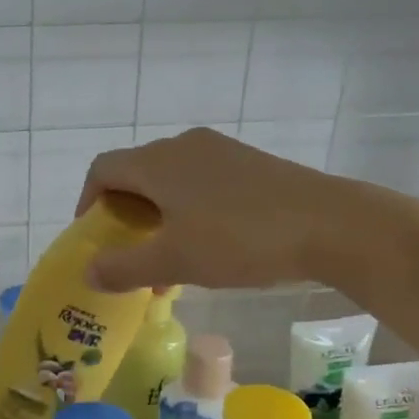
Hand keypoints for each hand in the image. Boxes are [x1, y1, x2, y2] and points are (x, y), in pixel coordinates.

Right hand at [75, 127, 408, 292]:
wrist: (331, 224)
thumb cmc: (239, 239)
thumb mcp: (174, 261)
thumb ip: (124, 268)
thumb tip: (88, 273)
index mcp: (157, 162)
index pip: (102, 170)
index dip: (88, 203)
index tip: (94, 239)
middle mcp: (183, 146)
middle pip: (135, 174)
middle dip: (125, 216)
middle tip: (129, 255)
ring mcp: (220, 151)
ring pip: (170, 181)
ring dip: (158, 218)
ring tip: (168, 260)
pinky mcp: (249, 164)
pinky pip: (201, 183)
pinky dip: (188, 211)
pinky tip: (208, 246)